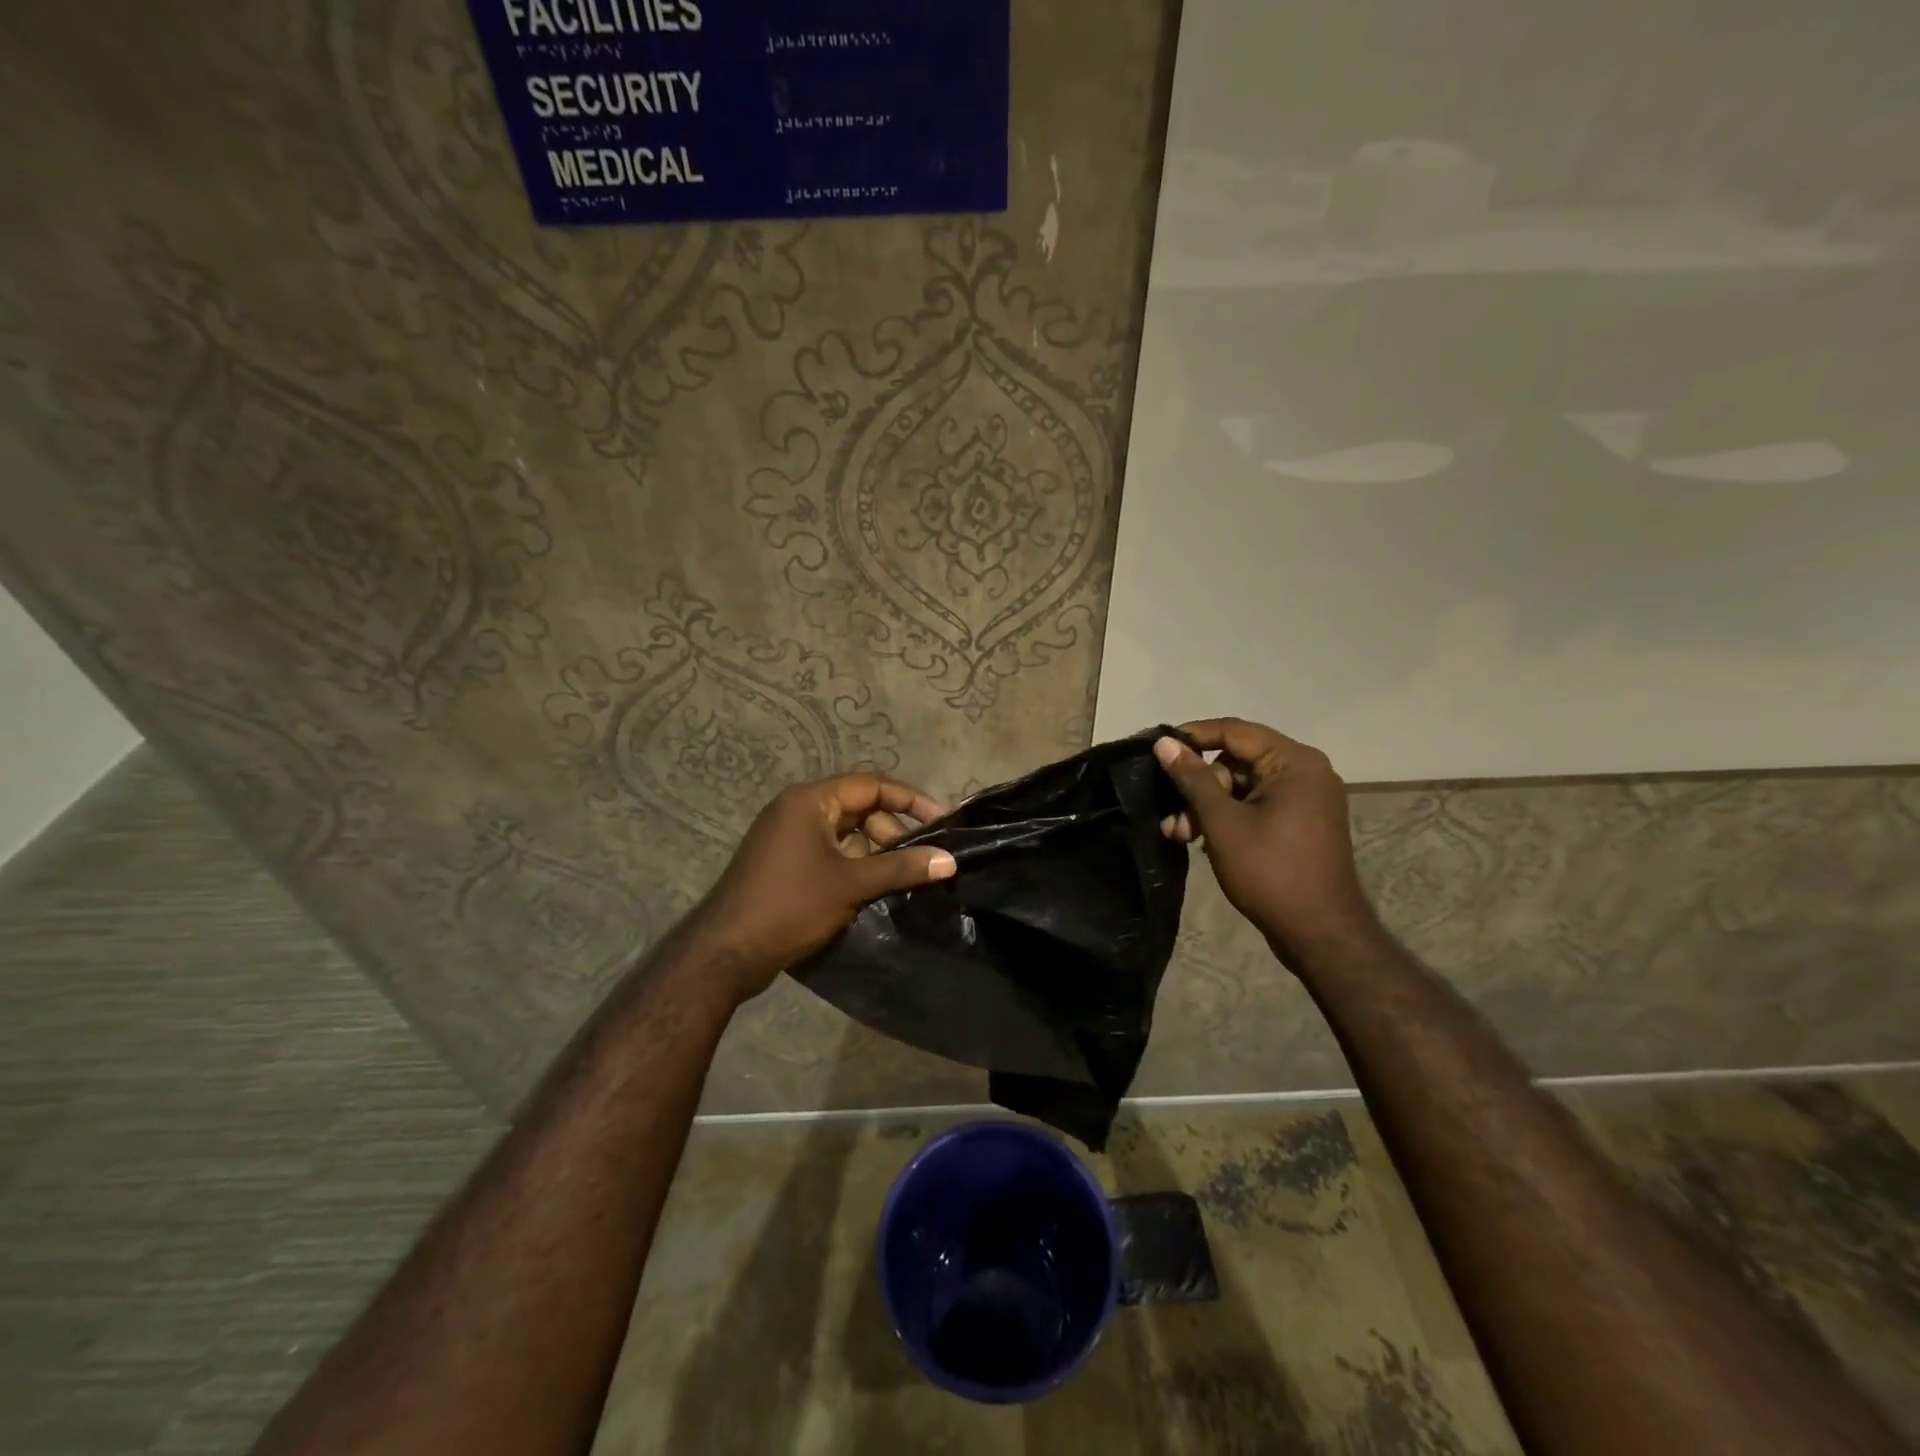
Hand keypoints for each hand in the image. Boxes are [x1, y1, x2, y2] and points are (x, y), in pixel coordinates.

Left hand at [684, 773, 955, 1005]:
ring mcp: (787, 837)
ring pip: (845, 834)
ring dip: (874, 852)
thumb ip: (902, 868)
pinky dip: (853, 865)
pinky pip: (829, 852)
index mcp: (810, 801)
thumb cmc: (790, 905)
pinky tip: (871, 890)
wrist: (725, 952)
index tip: (940, 821)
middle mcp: (797, 809)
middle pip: (859, 808)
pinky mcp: (784, 862)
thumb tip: (950, 860)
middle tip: (916, 861)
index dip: (909, 800)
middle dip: (891, 832)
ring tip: (897, 880)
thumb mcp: (852, 884)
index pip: (871, 785)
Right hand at [1153, 719, 1376, 957]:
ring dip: (1208, 806)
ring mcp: (1306, 798)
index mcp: (1294, 762)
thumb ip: (1192, 778)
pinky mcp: (1301, 821)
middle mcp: (1305, 771)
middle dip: (1198, 786)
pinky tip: (1202, 839)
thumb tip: (1165, 742)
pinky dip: (1229, 816)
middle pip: (1236, 761)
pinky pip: (1257, 804)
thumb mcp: (1222, 822)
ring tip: (1180, 834)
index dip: (1193, 736)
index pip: (1234, 731)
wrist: (1320, 933)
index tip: (1158, 750)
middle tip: (1172, 815)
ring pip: (1242, 786)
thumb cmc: (1269, 872)